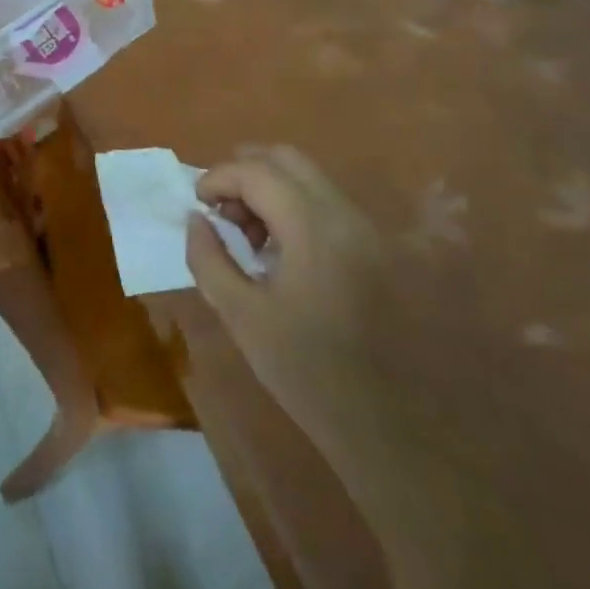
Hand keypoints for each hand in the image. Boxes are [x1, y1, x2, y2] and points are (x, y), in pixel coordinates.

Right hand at [185, 144, 382, 463]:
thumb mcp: (241, 316)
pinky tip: (280, 252)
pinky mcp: (378, 248)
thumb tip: (195, 219)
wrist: (394, 429)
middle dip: (244, 173)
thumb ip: (208, 259)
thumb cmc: (308, 374)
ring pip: (309, 179)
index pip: (257, 172)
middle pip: (287, 159)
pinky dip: (293, 207)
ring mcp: (369, 230)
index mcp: (315, 229)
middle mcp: (347, 216)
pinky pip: (327, 204)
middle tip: (221, 211)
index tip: (196, 205)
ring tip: (247, 235)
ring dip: (269, 189)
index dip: (217, 178)